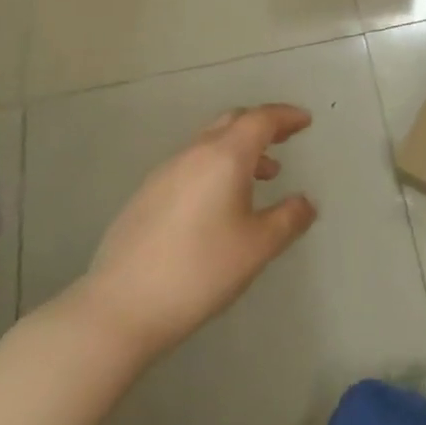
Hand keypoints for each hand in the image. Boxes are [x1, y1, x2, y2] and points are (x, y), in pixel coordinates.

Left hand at [69, 104, 318, 361]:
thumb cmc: (200, 270)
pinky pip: (190, 165)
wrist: (120, 308)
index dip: (286, 116)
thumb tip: (305, 202)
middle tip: (285, 139)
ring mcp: (164, 173)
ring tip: (261, 177)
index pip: (261, 120)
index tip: (305, 121)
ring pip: (209, 144)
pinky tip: (218, 204)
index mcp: (225, 156)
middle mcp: (193, 153)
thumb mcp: (258, 247)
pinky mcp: (145, 196)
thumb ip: (289, 219)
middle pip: (232, 122)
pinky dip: (215, 168)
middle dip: (262, 125)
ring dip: (238, 150)